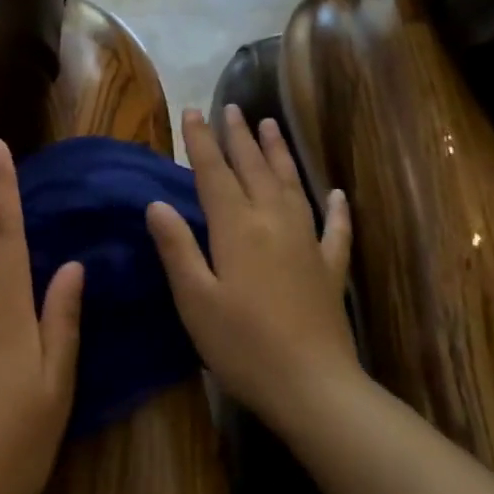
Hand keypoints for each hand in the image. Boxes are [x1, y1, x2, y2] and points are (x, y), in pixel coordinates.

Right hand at [146, 106, 355, 430]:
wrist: (312, 386)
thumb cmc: (242, 345)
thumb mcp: (194, 299)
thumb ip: (177, 247)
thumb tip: (156, 204)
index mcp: (237, 228)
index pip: (214, 173)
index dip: (202, 141)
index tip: (193, 111)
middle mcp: (273, 223)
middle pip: (254, 169)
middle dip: (240, 137)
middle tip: (233, 108)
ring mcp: (307, 243)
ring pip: (292, 186)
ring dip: (279, 154)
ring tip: (272, 126)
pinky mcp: (330, 269)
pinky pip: (335, 229)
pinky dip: (337, 209)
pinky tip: (337, 193)